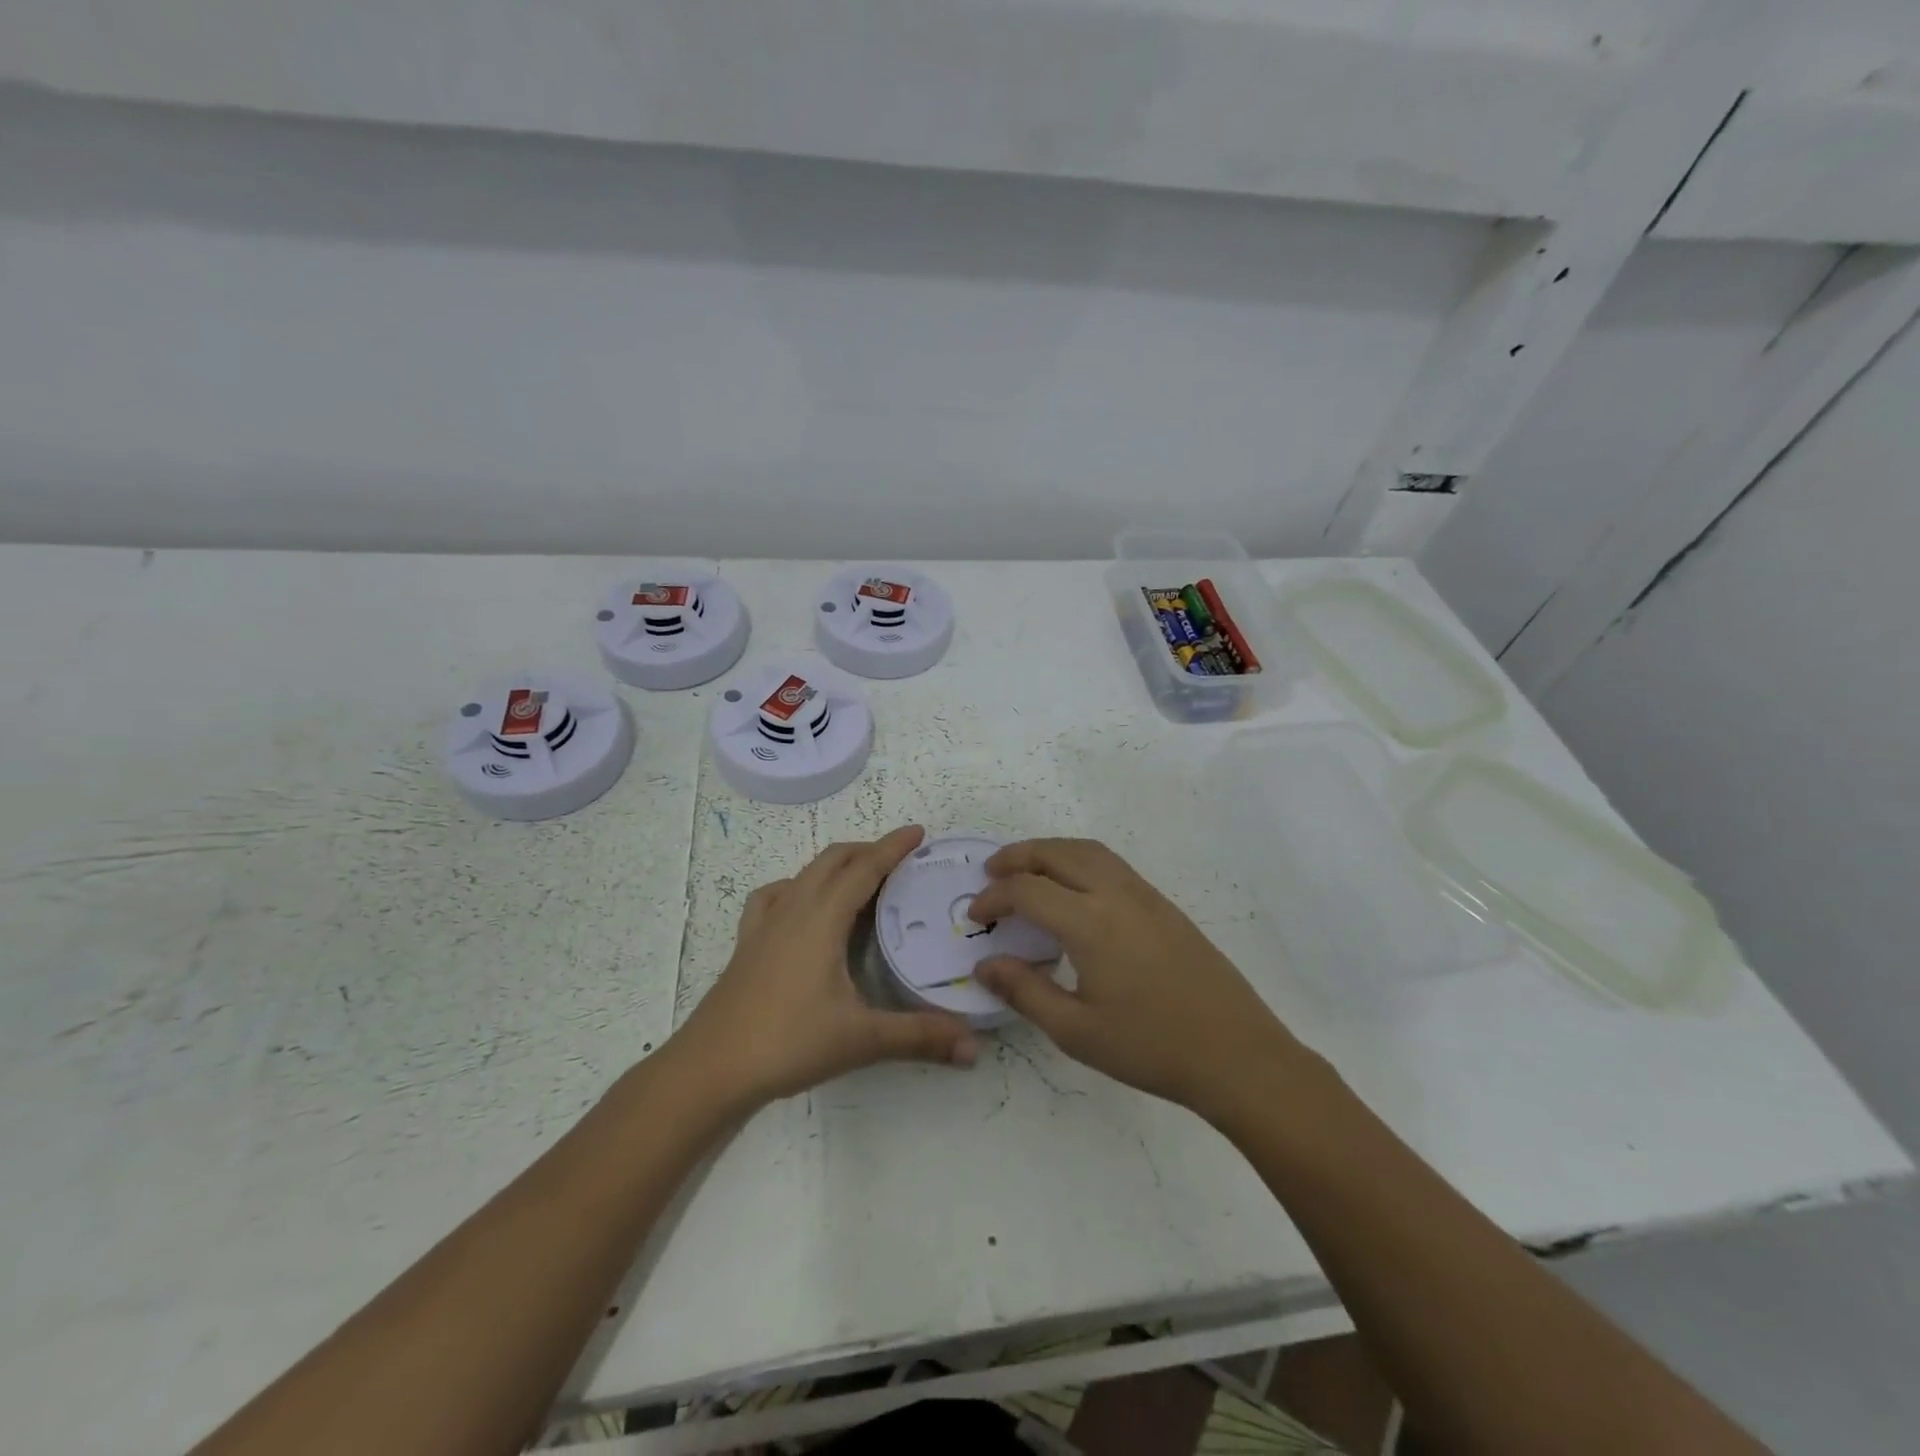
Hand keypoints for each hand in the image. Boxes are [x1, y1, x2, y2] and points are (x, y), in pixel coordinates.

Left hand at [670, 826, 978, 1110]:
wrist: (711, 1068)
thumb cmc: (788, 1043)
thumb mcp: (861, 1039)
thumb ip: (919, 1037)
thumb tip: (974, 1047)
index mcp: (822, 918)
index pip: (864, 869)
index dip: (892, 847)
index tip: (918, 832)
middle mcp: (793, 909)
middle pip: (833, 860)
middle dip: (867, 851)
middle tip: (900, 860)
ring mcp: (765, 924)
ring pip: (805, 874)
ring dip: (836, 866)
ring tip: (860, 880)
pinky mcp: (747, 943)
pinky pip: (774, 896)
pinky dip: (797, 887)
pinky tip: (802, 906)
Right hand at [968, 838, 1303, 1119]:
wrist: (1236, 1053)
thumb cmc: (1150, 1046)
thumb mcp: (1076, 1031)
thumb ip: (1025, 991)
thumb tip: (985, 964)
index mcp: (1090, 923)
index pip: (1028, 890)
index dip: (994, 897)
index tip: (975, 916)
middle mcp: (1116, 894)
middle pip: (1058, 853)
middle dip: (1019, 856)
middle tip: (991, 872)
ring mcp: (1145, 895)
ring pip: (1089, 850)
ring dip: (1051, 851)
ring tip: (1028, 871)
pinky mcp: (1164, 905)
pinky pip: (1112, 863)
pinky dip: (1079, 860)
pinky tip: (1074, 890)